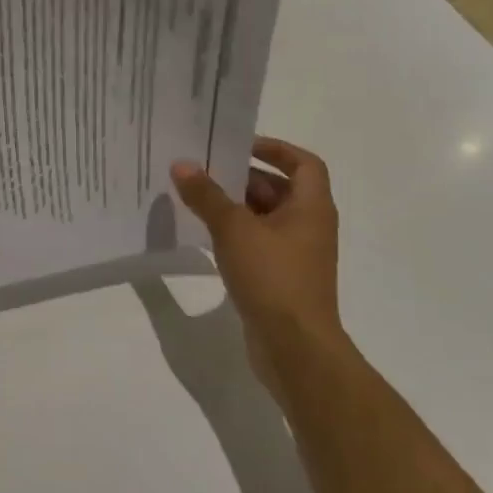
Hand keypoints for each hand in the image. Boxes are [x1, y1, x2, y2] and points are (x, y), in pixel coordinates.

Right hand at [170, 138, 341, 351]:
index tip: (238, 146)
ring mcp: (297, 254)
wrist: (295, 346)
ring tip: (196, 199)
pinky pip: (258, 243)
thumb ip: (207, 196)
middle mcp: (310, 226)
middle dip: (243, 178)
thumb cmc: (273, 277)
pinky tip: (206, 236)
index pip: (303, 163)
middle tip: (204, 171)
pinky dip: (236, 234)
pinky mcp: (282, 277)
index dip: (274, 149)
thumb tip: (182, 164)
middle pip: (280, 189)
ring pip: (266, 217)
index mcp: (311, 207)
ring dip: (236, 206)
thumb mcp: (234, 229)